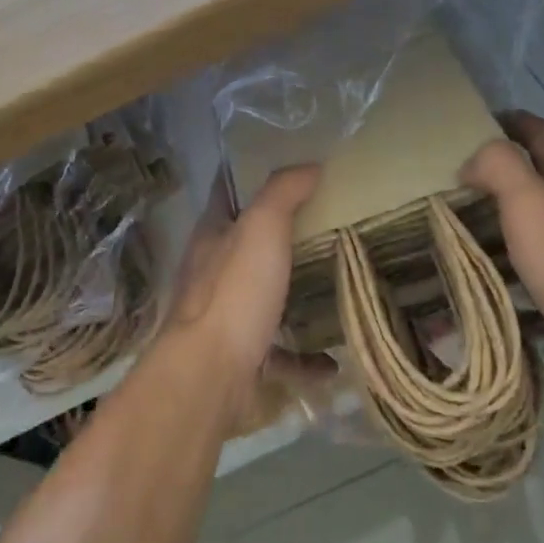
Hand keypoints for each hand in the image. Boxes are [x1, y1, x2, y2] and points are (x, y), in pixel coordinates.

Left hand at [161, 166, 330, 427]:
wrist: (210, 378)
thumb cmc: (234, 292)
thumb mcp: (261, 228)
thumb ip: (283, 193)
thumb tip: (309, 165)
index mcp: (211, 236)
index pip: (225, 191)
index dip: (248, 174)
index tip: (284, 164)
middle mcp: (212, 273)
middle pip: (246, 245)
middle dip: (279, 236)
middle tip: (326, 222)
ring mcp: (225, 319)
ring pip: (262, 299)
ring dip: (291, 296)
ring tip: (332, 287)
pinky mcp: (242, 361)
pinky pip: (280, 356)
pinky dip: (305, 359)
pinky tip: (333, 361)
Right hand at [459, 112, 543, 358]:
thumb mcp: (527, 201)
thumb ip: (498, 167)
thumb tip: (471, 163)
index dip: (516, 121)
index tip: (485, 121)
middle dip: (512, 169)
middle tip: (468, 179)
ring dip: (517, 214)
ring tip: (478, 225)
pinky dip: (526, 255)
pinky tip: (507, 272)